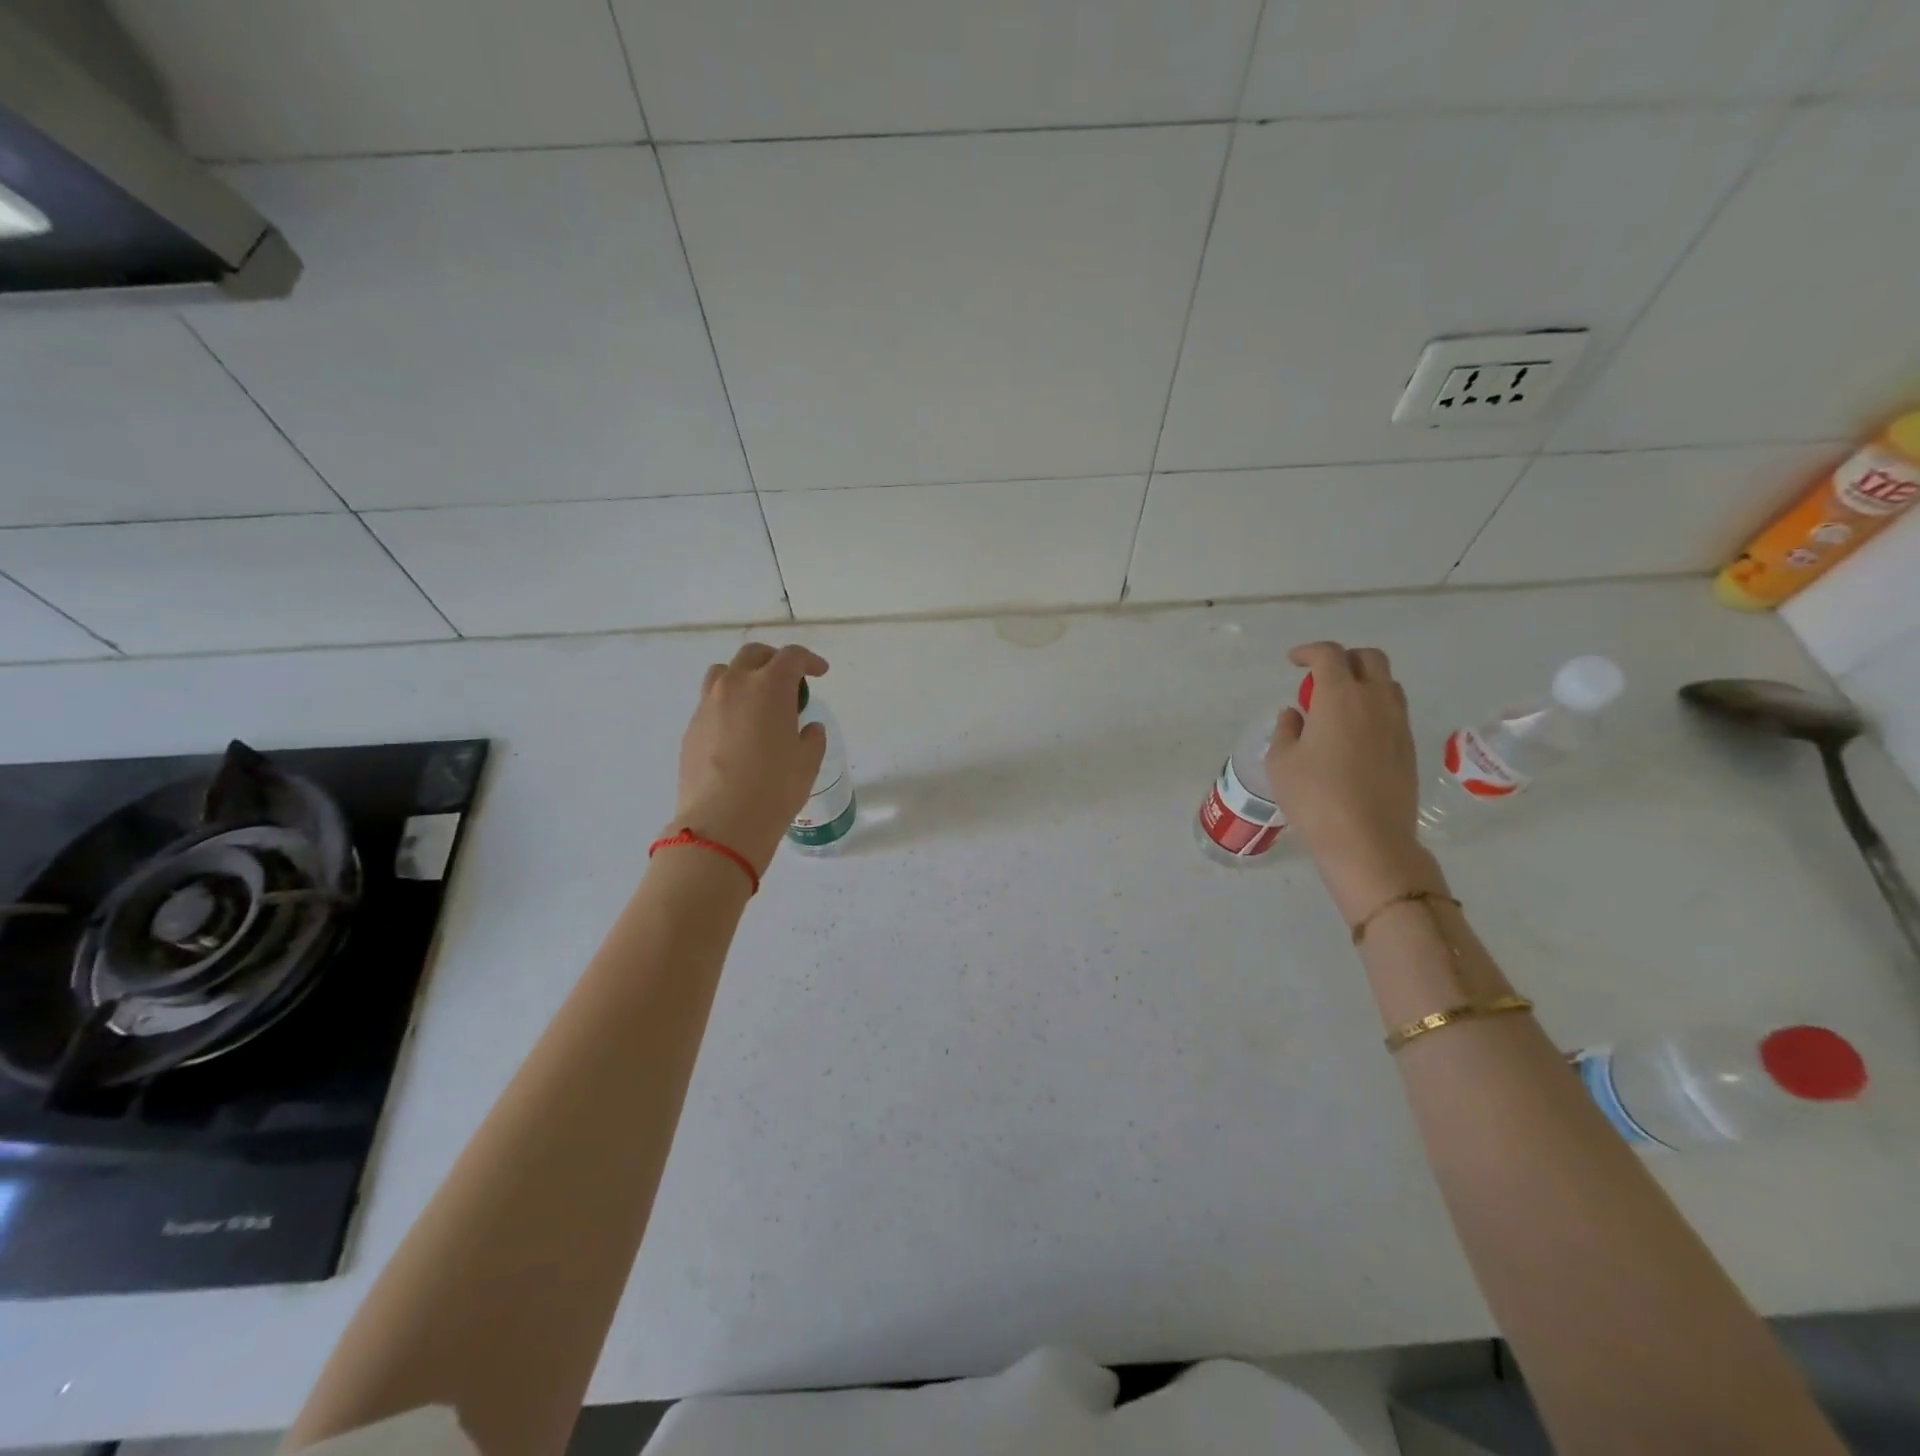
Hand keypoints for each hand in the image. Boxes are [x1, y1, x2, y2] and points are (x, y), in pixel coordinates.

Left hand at [671, 643, 829, 875]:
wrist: (722, 823)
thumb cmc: (775, 788)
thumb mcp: (807, 762)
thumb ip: (811, 738)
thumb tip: (807, 728)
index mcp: (770, 687)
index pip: (791, 657)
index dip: (809, 661)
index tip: (819, 672)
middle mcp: (735, 686)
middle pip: (753, 654)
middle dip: (774, 659)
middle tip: (788, 678)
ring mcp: (707, 705)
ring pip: (723, 673)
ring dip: (743, 676)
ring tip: (756, 699)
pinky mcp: (691, 728)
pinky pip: (710, 702)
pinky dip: (727, 704)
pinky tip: (737, 730)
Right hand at [1265, 641, 1440, 915]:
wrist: (1368, 840)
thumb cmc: (1315, 797)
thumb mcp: (1282, 762)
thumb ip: (1286, 730)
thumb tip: (1296, 715)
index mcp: (1340, 697)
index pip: (1329, 655)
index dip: (1309, 651)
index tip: (1294, 661)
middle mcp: (1375, 701)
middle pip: (1369, 658)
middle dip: (1344, 658)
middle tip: (1320, 676)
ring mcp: (1398, 724)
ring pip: (1387, 683)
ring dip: (1363, 682)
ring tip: (1338, 704)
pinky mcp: (1409, 748)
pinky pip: (1394, 711)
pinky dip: (1374, 707)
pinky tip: (1353, 733)